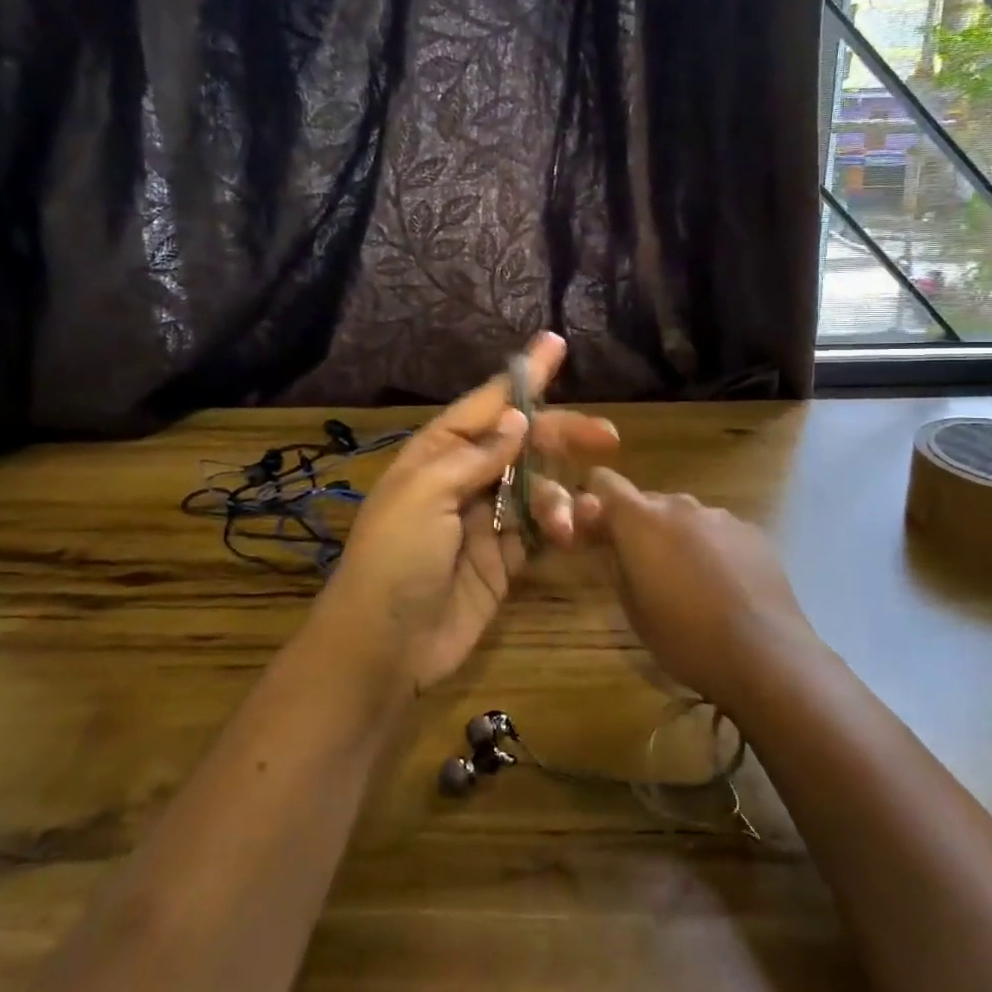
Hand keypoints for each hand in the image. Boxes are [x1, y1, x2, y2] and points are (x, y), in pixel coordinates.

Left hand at [322, 333, 619, 694]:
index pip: (489, 403)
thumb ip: (476, 456)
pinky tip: (576, 530)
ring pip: (537, 487)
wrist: (384, 646)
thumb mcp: (426, 495)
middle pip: (523, 442)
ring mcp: (486, 519)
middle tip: (607, 437)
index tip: (556, 344)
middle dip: (562, 435)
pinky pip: (540, 530)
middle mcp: (465, 478)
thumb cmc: (396, 558)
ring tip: (566, 519)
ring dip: (559, 496)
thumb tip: (517, 418)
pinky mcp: (503, 559)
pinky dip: (561, 526)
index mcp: (438, 452)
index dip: (525, 375)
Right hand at [574, 469, 816, 707]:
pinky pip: (718, 531)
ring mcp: (720, 516)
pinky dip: (711, 548)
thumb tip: (602, 536)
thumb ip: (612, 561)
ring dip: (677, 537)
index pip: (604, 481)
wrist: (764, 654)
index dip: (596, 502)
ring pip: (685, 517)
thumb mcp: (632, 607)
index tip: (597, 532)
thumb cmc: (684, 637)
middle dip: (639, 527)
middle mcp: (679, 504)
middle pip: (647, 501)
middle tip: (644, 569)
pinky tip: (724, 587)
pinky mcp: (752, 532)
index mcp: (640, 519)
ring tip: (690, 583)